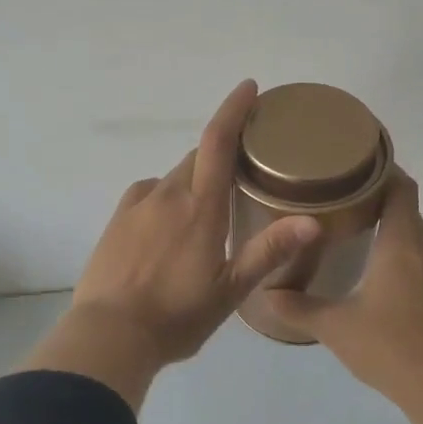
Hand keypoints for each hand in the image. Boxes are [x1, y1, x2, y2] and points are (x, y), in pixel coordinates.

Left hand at [21, 80, 322, 408]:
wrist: (109, 336)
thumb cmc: (177, 315)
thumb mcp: (230, 290)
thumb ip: (269, 251)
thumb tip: (313, 221)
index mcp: (200, 207)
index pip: (218, 142)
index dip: (234, 110)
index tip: (248, 87)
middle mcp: (167, 195)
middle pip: (197, 158)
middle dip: (220, 156)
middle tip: (240, 175)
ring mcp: (137, 206)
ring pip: (172, 178)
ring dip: (192, 181)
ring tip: (205, 212)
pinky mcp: (116, 221)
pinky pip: (147, 194)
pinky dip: (164, 198)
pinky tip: (167, 224)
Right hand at [263, 170, 422, 423]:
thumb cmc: (388, 347)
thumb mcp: (335, 327)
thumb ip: (299, 306)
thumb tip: (267, 291)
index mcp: (402, 242)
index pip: (402, 187)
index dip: (384, 172)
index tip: (358, 168)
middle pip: (408, 212)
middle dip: (381, 206)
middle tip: (346, 209)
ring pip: (420, 242)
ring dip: (396, 238)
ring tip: (364, 247)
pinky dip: (410, 265)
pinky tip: (390, 288)